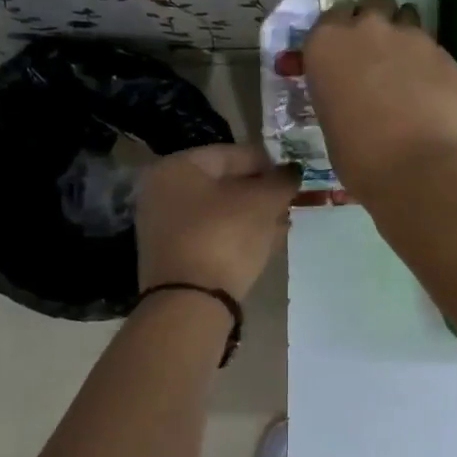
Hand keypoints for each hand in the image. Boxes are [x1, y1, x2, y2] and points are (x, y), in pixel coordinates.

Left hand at [136, 144, 301, 301]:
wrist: (190, 302)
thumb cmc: (225, 237)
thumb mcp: (263, 203)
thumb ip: (281, 180)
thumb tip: (292, 170)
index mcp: (177, 167)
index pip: (231, 154)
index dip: (267, 162)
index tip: (293, 176)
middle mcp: (162, 191)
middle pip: (224, 183)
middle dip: (261, 193)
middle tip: (290, 202)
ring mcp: (164, 226)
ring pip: (220, 212)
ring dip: (253, 216)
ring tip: (284, 225)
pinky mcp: (173, 256)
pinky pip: (212, 235)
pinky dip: (238, 236)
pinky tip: (266, 244)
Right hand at [303, 0, 456, 203]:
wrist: (419, 168)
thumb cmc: (360, 157)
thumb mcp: (331, 122)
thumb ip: (338, 93)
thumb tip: (352, 94)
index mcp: (326, 45)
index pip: (329, 20)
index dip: (339, 35)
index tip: (344, 54)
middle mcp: (366, 29)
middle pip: (371, 5)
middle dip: (373, 22)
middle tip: (376, 53)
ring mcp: (410, 36)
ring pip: (405, 18)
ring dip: (403, 36)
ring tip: (406, 68)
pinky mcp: (444, 52)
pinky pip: (431, 48)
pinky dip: (428, 62)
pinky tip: (431, 91)